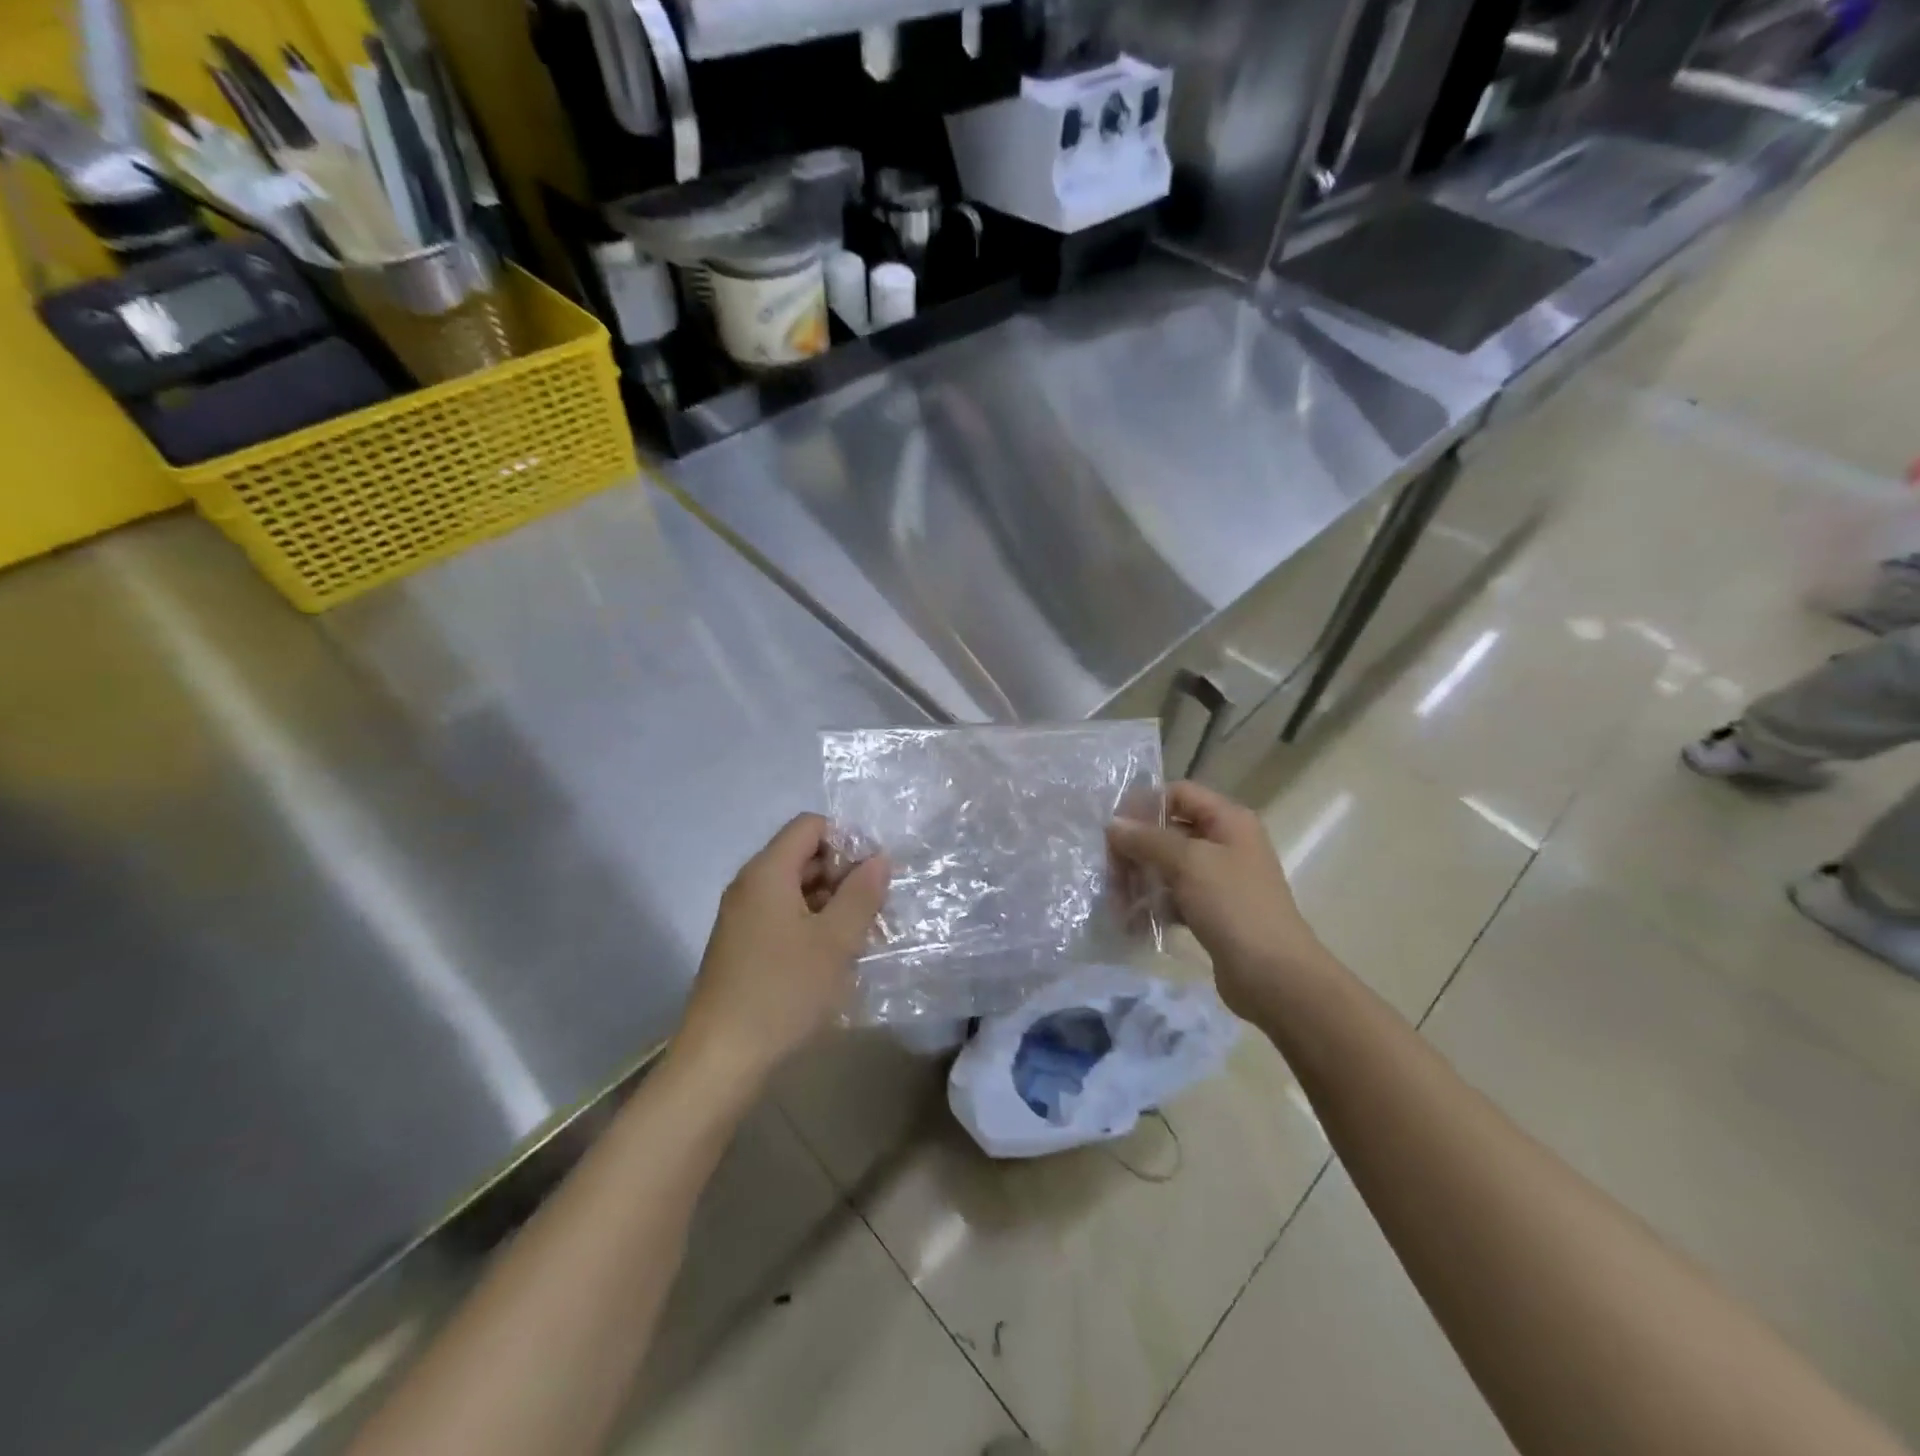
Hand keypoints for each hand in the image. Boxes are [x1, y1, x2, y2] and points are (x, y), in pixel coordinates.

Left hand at [677, 814, 888, 1081]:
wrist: (720, 1059)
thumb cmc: (782, 991)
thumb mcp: (835, 941)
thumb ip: (861, 894)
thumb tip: (879, 858)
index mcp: (767, 872)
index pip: (810, 826)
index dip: (847, 840)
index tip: (873, 875)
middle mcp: (749, 885)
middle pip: (802, 855)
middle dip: (842, 874)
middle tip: (873, 909)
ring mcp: (741, 917)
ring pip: (794, 889)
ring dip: (830, 903)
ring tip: (859, 936)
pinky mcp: (741, 946)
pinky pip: (782, 916)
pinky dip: (810, 925)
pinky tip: (831, 957)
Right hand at [1108, 782, 1322, 1018]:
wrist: (1274, 976)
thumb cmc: (1234, 906)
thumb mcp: (1188, 863)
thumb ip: (1147, 839)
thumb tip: (1113, 825)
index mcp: (1228, 820)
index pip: (1178, 794)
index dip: (1144, 806)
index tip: (1113, 830)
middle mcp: (1225, 843)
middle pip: (1169, 831)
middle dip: (1136, 849)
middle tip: (1110, 873)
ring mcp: (1219, 879)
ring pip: (1168, 866)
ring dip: (1140, 879)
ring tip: (1117, 903)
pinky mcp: (1212, 911)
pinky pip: (1174, 896)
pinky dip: (1154, 904)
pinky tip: (1133, 922)